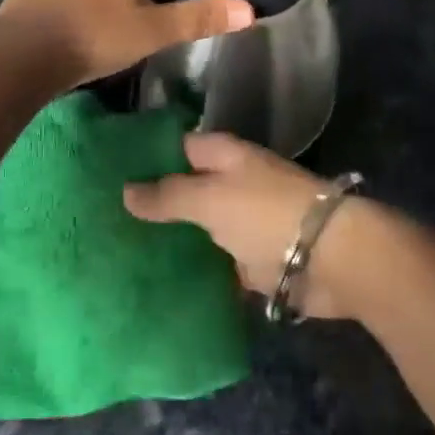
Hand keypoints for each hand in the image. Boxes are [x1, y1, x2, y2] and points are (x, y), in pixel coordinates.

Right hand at [123, 133, 371, 319]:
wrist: (331, 258)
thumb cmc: (265, 214)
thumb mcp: (209, 199)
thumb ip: (167, 195)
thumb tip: (124, 190)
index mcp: (223, 156)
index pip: (176, 147)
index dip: (145, 158)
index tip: (107, 175)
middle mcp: (231, 184)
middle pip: (184, 190)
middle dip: (152, 205)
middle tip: (104, 223)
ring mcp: (241, 223)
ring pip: (197, 229)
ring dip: (170, 241)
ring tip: (120, 256)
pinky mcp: (250, 261)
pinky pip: (213, 264)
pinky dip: (193, 272)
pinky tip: (157, 286)